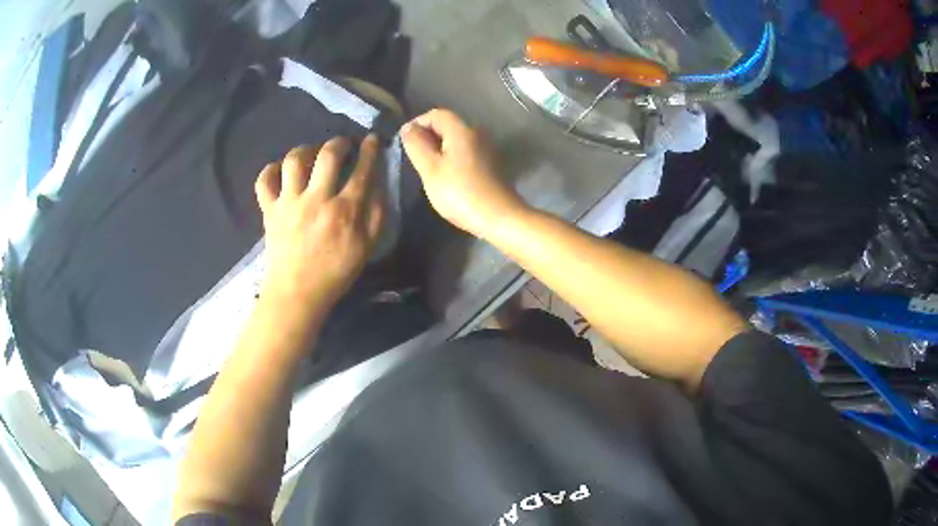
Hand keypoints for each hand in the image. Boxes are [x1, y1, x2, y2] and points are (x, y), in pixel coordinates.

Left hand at [255, 135, 384, 308]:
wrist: (297, 294)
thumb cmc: (335, 273)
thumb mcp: (367, 248)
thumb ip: (376, 214)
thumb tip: (379, 185)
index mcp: (344, 210)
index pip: (362, 170)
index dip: (371, 150)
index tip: (373, 139)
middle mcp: (316, 199)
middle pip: (328, 155)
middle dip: (339, 142)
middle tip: (343, 145)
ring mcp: (289, 203)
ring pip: (294, 160)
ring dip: (306, 150)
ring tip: (312, 154)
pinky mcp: (269, 210)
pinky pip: (264, 181)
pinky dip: (270, 170)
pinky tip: (280, 171)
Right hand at [401, 109, 527, 237]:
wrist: (498, 217)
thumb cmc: (460, 192)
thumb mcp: (430, 169)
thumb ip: (417, 145)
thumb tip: (408, 127)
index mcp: (462, 130)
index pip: (436, 114)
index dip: (418, 123)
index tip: (405, 142)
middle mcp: (477, 134)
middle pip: (448, 126)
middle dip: (428, 137)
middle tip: (414, 158)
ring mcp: (487, 150)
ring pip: (457, 141)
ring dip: (440, 150)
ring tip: (428, 170)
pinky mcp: (491, 166)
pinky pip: (466, 154)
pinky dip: (453, 160)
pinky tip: (447, 179)